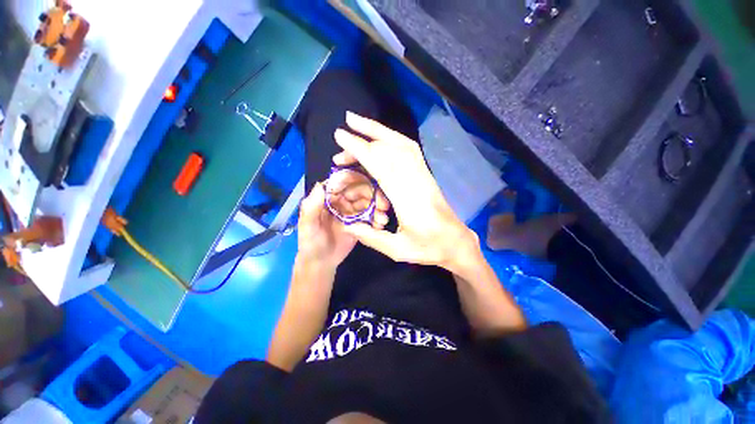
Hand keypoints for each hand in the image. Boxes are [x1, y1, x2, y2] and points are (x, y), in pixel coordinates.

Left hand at [297, 181, 389, 270]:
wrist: (321, 263)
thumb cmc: (310, 243)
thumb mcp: (307, 226)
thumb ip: (312, 207)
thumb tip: (321, 185)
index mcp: (328, 197)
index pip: (344, 182)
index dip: (358, 182)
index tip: (370, 187)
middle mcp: (342, 201)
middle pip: (360, 190)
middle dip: (373, 195)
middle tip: (383, 205)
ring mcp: (352, 211)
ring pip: (368, 202)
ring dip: (378, 207)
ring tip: (383, 219)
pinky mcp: (360, 222)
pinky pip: (371, 216)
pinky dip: (377, 218)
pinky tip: (380, 225)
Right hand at [333, 112, 477, 271]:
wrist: (455, 241)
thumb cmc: (428, 247)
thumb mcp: (397, 250)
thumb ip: (370, 237)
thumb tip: (347, 225)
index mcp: (406, 199)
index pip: (380, 165)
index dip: (359, 149)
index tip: (341, 136)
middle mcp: (416, 180)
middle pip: (389, 149)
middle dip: (364, 135)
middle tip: (343, 129)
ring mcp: (423, 174)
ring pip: (401, 143)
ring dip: (379, 130)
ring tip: (359, 122)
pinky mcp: (426, 174)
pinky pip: (410, 149)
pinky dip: (393, 138)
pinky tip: (382, 137)